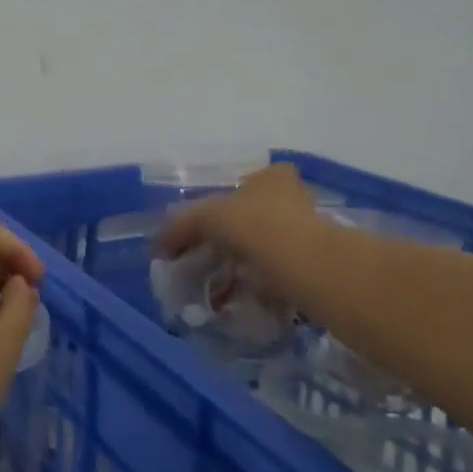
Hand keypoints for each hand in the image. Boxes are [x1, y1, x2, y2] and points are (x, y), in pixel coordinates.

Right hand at [157, 163, 326, 309]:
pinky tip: (243, 294)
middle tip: (210, 253)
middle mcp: (293, 197)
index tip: (205, 226)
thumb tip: (158, 244)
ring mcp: (308, 231)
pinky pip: (278, 270)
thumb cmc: (254, 225)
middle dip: (235, 234)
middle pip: (256, 213)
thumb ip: (181, 226)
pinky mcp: (314, 263)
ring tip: (221, 280)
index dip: (223, 201)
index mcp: (270, 177)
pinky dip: (261, 281)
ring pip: (268, 244)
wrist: (303, 265)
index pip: (246, 181)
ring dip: (248, 260)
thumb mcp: (206, 217)